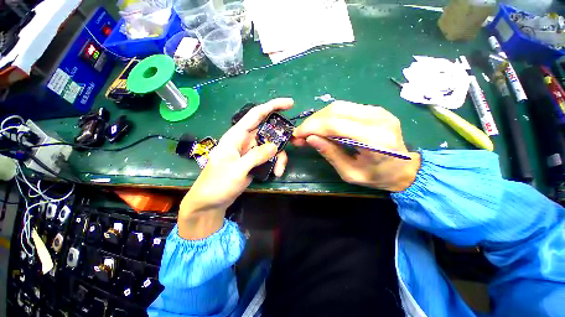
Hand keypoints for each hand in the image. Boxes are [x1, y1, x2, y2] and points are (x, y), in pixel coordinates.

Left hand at [178, 98, 292, 239]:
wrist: (212, 201)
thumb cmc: (218, 183)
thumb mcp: (237, 169)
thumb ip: (256, 156)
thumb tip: (275, 146)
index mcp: (237, 135)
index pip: (256, 114)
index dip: (273, 106)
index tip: (290, 103)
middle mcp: (245, 140)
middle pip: (269, 131)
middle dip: (282, 136)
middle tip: (295, 142)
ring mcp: (251, 151)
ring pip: (271, 146)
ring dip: (279, 157)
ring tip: (279, 171)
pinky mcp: (254, 161)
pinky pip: (269, 156)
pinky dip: (275, 163)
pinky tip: (276, 173)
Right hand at [293, 101, 420, 191]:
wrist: (405, 169)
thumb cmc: (378, 177)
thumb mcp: (350, 173)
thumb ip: (330, 154)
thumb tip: (310, 138)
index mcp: (374, 140)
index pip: (335, 124)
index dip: (312, 127)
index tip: (297, 135)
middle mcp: (377, 119)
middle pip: (335, 111)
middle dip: (312, 121)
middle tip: (300, 133)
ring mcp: (378, 111)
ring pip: (338, 106)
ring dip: (319, 117)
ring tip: (309, 131)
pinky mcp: (375, 109)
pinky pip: (345, 108)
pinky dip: (329, 116)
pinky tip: (322, 127)